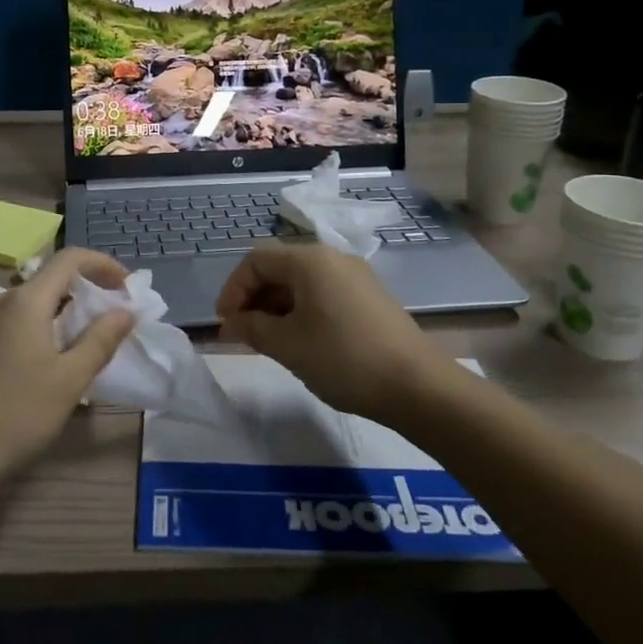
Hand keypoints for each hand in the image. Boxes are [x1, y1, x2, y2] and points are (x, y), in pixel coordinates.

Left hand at [0, 248, 134, 491]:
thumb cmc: (16, 413)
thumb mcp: (69, 380)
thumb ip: (100, 340)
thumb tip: (124, 312)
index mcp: (25, 301)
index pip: (70, 259)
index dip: (103, 265)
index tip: (127, 287)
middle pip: (50, 281)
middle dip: (85, 293)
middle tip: (111, 321)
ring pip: (30, 305)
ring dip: (62, 314)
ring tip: (84, 345)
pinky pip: (13, 323)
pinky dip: (39, 329)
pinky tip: (47, 364)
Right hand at [215, 242, 438, 420]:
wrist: (417, 385)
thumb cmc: (343, 358)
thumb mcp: (287, 344)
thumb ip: (251, 327)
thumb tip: (231, 322)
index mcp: (310, 260)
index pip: (256, 259)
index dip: (233, 289)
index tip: (225, 323)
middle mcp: (333, 258)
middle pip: (279, 268)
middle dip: (254, 298)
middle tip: (242, 334)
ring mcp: (355, 277)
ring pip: (302, 283)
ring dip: (276, 307)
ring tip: (268, 341)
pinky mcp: (369, 298)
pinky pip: (323, 295)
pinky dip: (302, 312)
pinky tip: (301, 342)